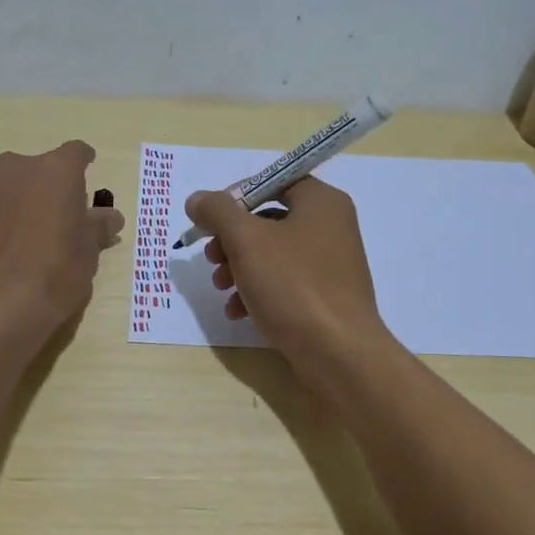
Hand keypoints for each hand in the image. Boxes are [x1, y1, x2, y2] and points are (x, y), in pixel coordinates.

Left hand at [0, 141, 124, 332]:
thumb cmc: (53, 274)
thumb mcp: (88, 254)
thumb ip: (97, 228)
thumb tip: (109, 217)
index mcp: (55, 171)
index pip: (75, 153)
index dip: (83, 164)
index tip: (86, 175)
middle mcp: (14, 169)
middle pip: (37, 171)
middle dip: (47, 190)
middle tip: (55, 221)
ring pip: (6, 190)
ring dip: (17, 206)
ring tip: (22, 243)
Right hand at [184, 177, 391, 386]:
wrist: (338, 353)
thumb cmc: (293, 286)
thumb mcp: (247, 241)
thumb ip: (218, 212)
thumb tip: (197, 199)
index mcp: (321, 202)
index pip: (272, 182)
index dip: (236, 197)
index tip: (210, 220)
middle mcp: (331, 226)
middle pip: (268, 220)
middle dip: (232, 240)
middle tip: (211, 259)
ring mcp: (330, 264)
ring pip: (272, 254)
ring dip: (239, 268)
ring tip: (220, 289)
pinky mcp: (325, 296)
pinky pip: (284, 283)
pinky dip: (258, 291)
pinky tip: (237, 312)